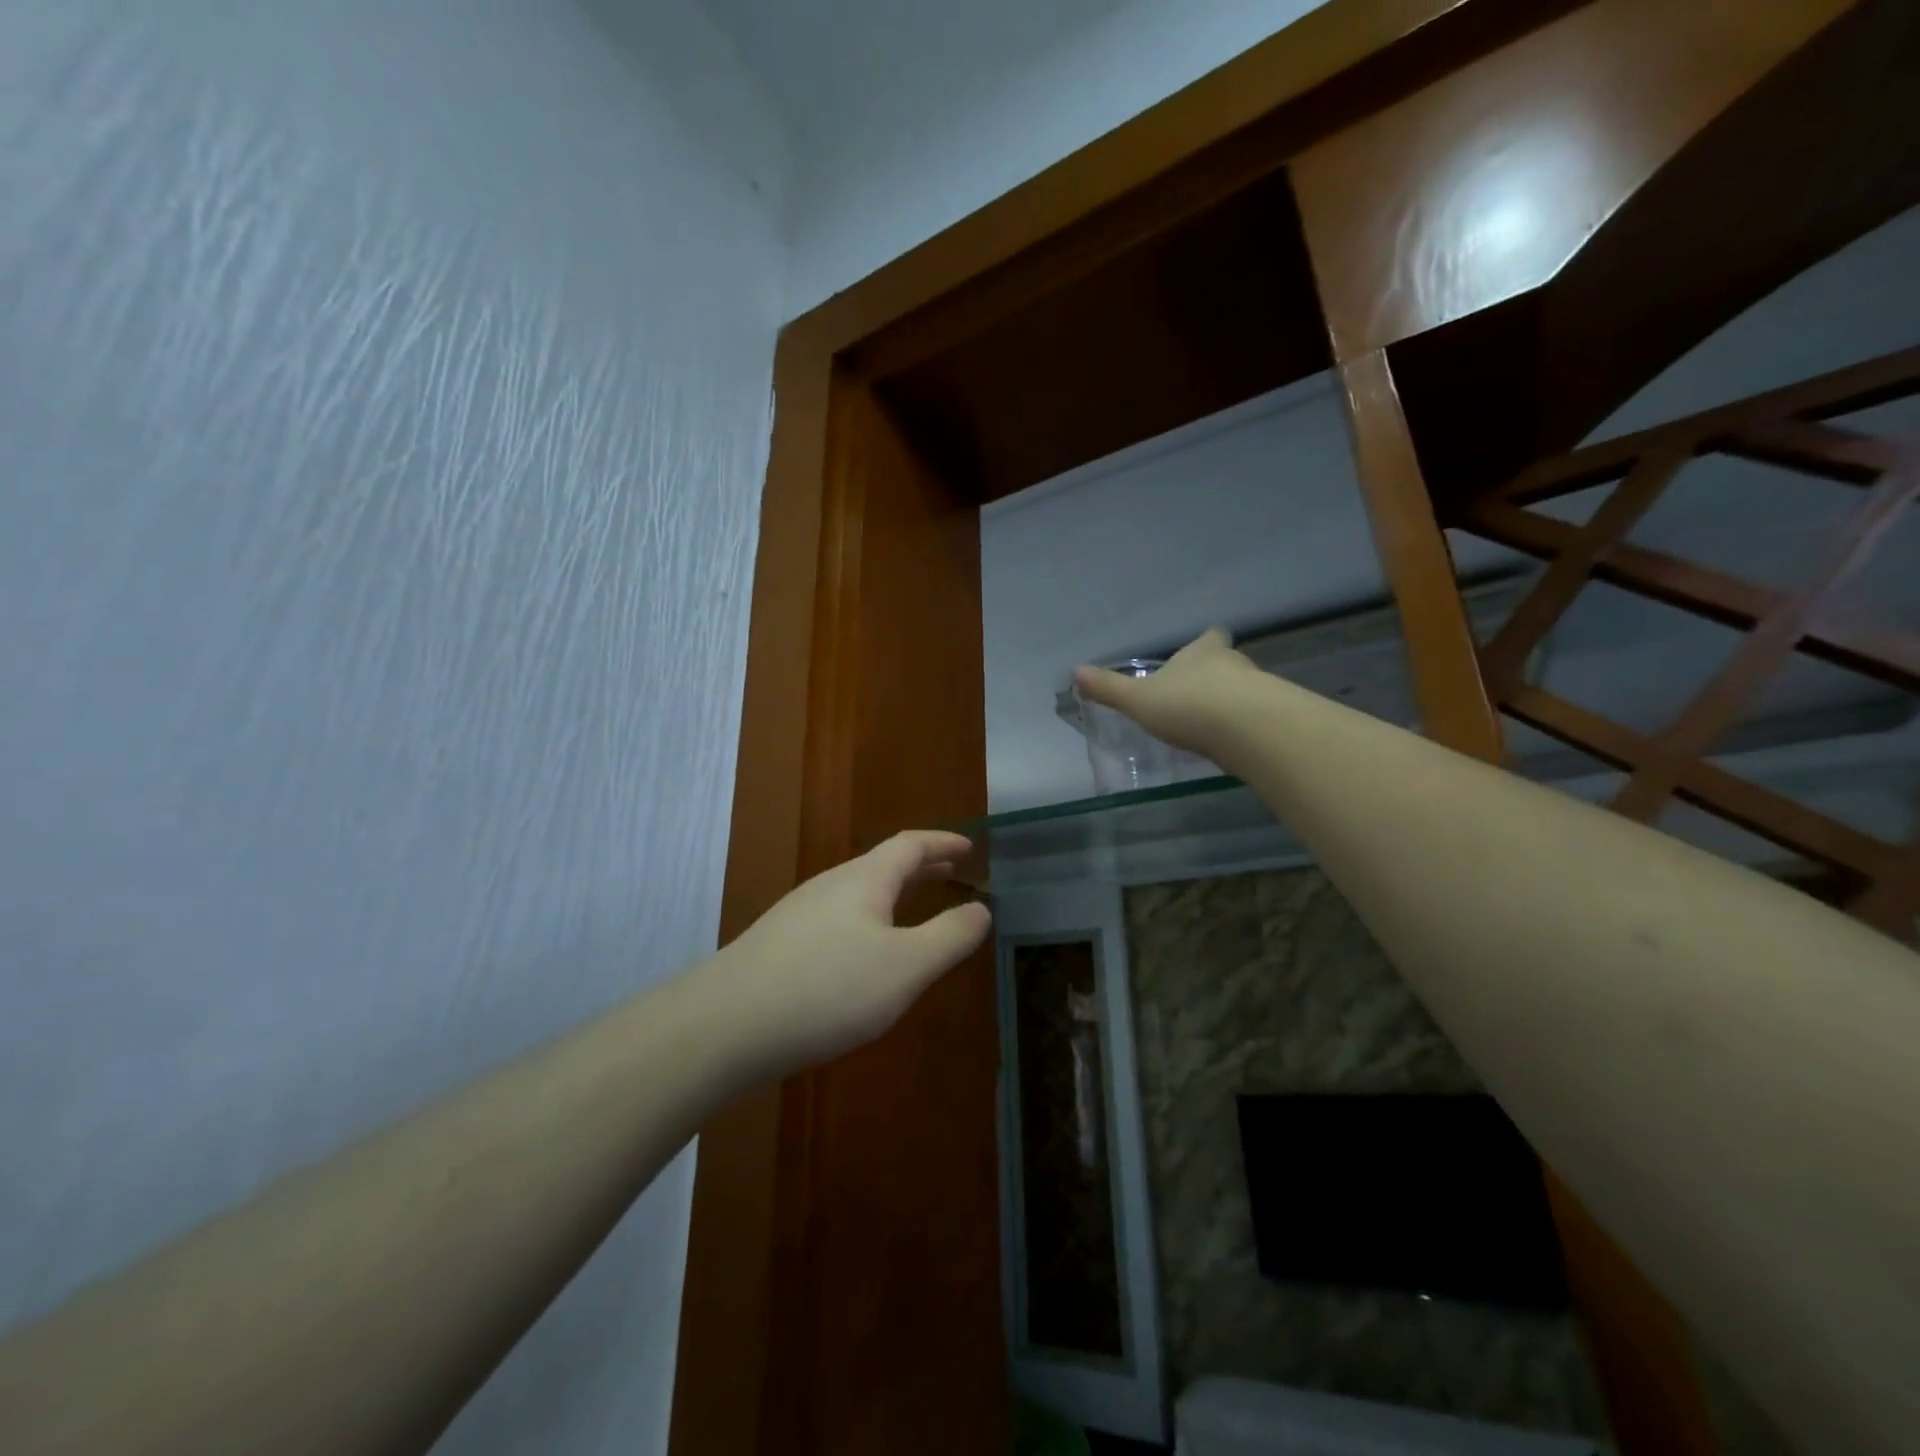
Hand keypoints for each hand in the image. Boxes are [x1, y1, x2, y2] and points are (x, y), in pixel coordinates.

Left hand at [703, 831, 993, 1076]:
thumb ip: (949, 937)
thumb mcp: (905, 967)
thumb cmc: (827, 989)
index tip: (969, 846)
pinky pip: (838, 917)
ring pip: (857, 891)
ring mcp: (799, 914)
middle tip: (950, 870)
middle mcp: (830, 885)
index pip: (910, 845)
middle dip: (920, 866)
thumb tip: (981, 909)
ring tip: (913, 909)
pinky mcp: (779, 945)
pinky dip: (868, 919)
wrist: (724, 1025)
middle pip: (882, 864)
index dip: (942, 842)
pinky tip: (864, 953)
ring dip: (892, 893)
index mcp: (864, 880)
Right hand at [1074, 626, 1259, 755]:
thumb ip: (1110, 688)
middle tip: (1198, 692)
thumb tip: (1076, 671)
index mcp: (1203, 652)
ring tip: (1214, 722)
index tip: (1203, 647)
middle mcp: (1235, 663)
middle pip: (1229, 661)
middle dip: (1216, 674)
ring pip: (1245, 689)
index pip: (1211, 637)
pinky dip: (1246, 726)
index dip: (1206, 641)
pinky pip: (1257, 717)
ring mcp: (1260, 689)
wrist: (1250, 730)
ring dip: (1232, 702)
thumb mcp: (1139, 700)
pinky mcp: (1273, 719)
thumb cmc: (1190, 705)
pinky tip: (1233, 743)